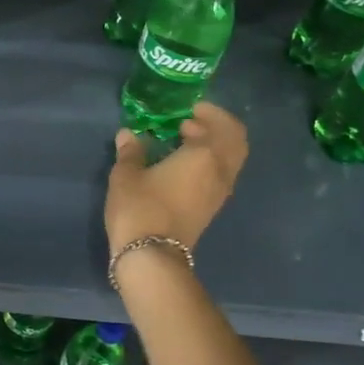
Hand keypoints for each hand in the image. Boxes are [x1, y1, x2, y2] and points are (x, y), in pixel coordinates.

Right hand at [104, 102, 248, 254]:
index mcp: (205, 155)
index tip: (189, 108)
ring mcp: (219, 193)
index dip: (209, 113)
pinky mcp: (211, 209)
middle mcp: (220, 172)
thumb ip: (131, 151)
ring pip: (230, 160)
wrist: (151, 256)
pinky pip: (219, 175)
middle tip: (192, 121)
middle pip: (236, 142)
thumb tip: (129, 134)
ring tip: (184, 140)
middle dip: (218, 127)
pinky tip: (182, 164)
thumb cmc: (140, 207)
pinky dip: (209, 163)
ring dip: (214, 146)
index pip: (221, 125)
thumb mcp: (127, 174)